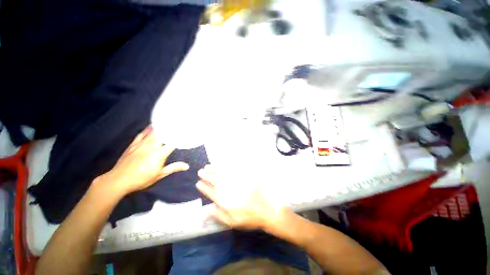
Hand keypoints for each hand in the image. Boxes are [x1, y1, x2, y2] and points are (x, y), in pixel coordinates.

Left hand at [96, 126, 188, 194]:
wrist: (118, 180)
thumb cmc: (141, 179)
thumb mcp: (159, 175)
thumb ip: (173, 168)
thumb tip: (187, 166)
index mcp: (159, 154)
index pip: (172, 142)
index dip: (179, 137)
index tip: (185, 133)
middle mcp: (151, 146)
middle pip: (163, 134)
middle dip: (171, 129)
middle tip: (178, 124)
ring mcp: (141, 144)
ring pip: (153, 132)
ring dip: (161, 126)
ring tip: (168, 121)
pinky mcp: (133, 144)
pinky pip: (142, 133)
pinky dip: (148, 129)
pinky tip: (152, 125)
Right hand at [196, 166, 285, 229]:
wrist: (266, 209)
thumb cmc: (249, 218)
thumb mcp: (233, 223)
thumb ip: (219, 215)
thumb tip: (206, 209)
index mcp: (225, 201)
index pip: (211, 192)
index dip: (204, 187)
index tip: (198, 183)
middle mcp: (229, 190)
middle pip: (215, 181)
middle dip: (207, 176)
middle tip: (200, 171)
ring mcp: (237, 182)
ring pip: (223, 174)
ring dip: (214, 170)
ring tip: (208, 166)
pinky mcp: (244, 177)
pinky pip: (233, 171)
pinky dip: (226, 167)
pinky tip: (222, 165)